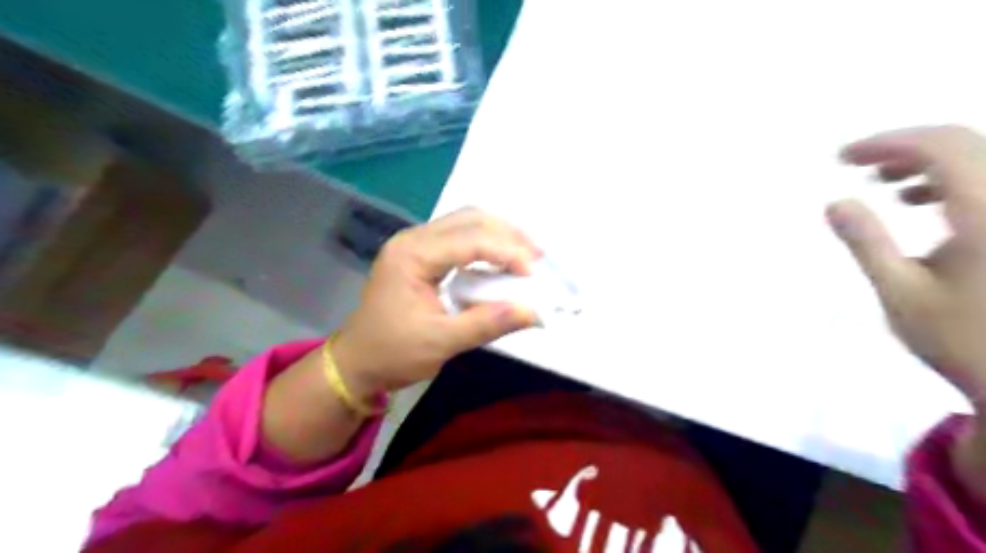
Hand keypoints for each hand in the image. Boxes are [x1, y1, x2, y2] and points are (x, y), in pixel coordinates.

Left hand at [334, 208, 542, 397]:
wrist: (356, 363)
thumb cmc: (392, 353)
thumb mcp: (441, 342)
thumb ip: (487, 323)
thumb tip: (534, 312)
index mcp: (412, 255)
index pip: (469, 240)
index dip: (506, 252)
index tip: (533, 274)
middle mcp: (413, 239)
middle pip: (469, 218)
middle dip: (507, 233)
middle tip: (538, 255)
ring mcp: (415, 244)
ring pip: (465, 222)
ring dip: (499, 234)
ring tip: (527, 253)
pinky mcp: (420, 255)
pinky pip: (459, 237)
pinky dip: (485, 244)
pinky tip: (501, 258)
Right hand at [830, 128, 985, 408]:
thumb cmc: (962, 338)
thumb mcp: (900, 293)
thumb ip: (867, 243)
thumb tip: (835, 203)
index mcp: (985, 213)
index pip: (941, 147)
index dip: (888, 142)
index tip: (843, 158)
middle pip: (964, 143)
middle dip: (904, 148)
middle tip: (858, 166)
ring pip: (980, 158)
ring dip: (928, 162)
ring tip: (888, 185)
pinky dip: (953, 179)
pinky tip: (925, 201)